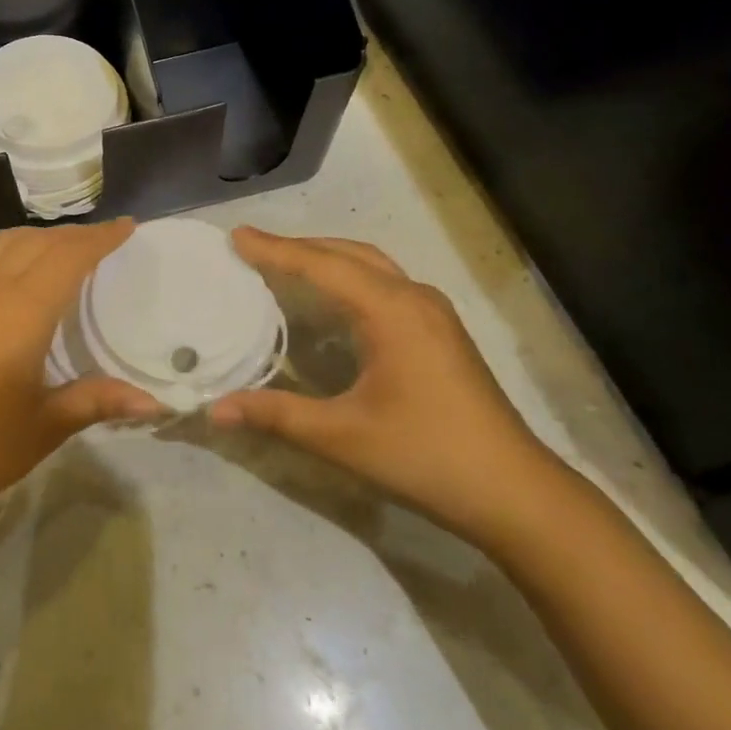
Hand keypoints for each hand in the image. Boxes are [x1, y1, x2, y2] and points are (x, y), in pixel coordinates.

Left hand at [0, 220, 164, 535]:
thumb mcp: (41, 428)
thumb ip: (96, 401)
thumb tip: (155, 401)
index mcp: (20, 311)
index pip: (69, 256)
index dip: (100, 238)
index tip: (127, 227)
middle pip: (36, 242)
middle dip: (73, 235)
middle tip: (101, 241)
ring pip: (0, 243)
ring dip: (35, 238)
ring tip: (58, 249)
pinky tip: (0, 267)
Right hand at [208, 228, 572, 547]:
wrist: (516, 493)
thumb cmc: (426, 457)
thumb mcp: (343, 437)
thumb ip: (277, 415)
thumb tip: (215, 409)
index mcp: (391, 311)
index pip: (321, 266)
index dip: (276, 250)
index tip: (237, 236)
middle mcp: (414, 298)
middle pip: (348, 254)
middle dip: (299, 247)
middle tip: (254, 248)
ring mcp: (434, 312)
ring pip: (371, 266)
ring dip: (327, 258)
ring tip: (286, 264)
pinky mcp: (442, 331)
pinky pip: (385, 284)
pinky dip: (350, 277)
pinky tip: (334, 301)